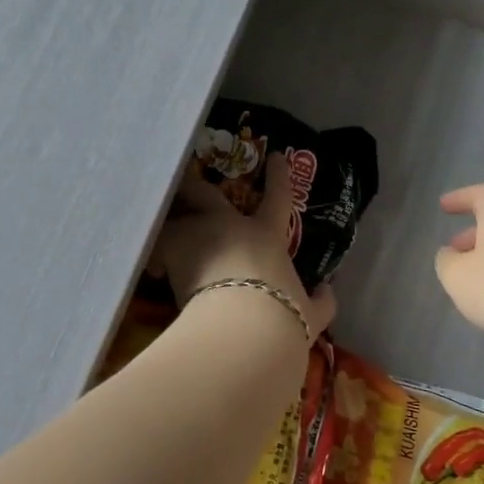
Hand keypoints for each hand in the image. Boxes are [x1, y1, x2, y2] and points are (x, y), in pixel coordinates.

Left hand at [153, 152, 335, 343]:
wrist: (245, 328)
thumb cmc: (282, 318)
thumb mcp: (310, 315)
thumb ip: (320, 303)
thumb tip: (329, 291)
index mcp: (268, 236)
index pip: (278, 199)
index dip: (279, 177)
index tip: (276, 156)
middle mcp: (233, 226)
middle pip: (209, 194)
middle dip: (195, 184)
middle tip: (185, 178)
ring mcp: (200, 232)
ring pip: (177, 220)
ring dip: (171, 230)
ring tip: (161, 246)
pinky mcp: (173, 246)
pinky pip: (158, 247)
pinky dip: (156, 258)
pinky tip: (154, 272)